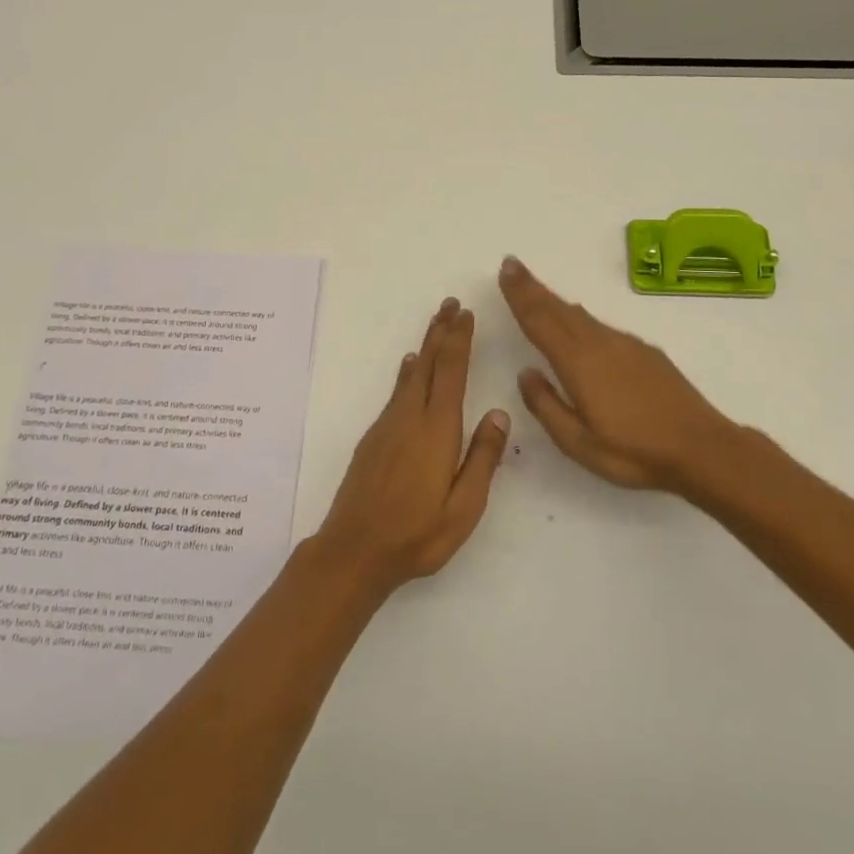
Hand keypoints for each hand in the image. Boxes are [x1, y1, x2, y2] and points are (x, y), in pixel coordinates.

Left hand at [313, 298, 510, 596]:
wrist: (354, 550)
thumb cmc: (416, 535)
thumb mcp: (464, 508)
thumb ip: (482, 458)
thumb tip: (499, 413)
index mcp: (437, 430)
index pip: (452, 373)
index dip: (459, 340)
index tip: (467, 314)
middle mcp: (410, 418)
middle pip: (429, 364)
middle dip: (441, 331)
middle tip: (451, 304)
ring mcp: (388, 426)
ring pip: (411, 375)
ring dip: (426, 346)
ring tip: (436, 325)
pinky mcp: (374, 438)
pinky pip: (396, 392)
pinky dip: (408, 373)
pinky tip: (409, 368)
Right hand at [498, 256, 744, 493]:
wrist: (701, 448)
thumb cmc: (634, 452)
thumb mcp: (578, 442)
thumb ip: (546, 405)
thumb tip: (526, 373)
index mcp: (577, 362)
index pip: (540, 321)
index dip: (520, 295)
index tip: (506, 270)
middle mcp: (599, 343)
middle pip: (558, 309)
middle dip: (533, 287)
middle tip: (512, 265)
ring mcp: (625, 345)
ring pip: (581, 316)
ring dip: (555, 301)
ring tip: (538, 291)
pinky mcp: (645, 352)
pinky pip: (602, 326)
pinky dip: (580, 318)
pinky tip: (580, 323)